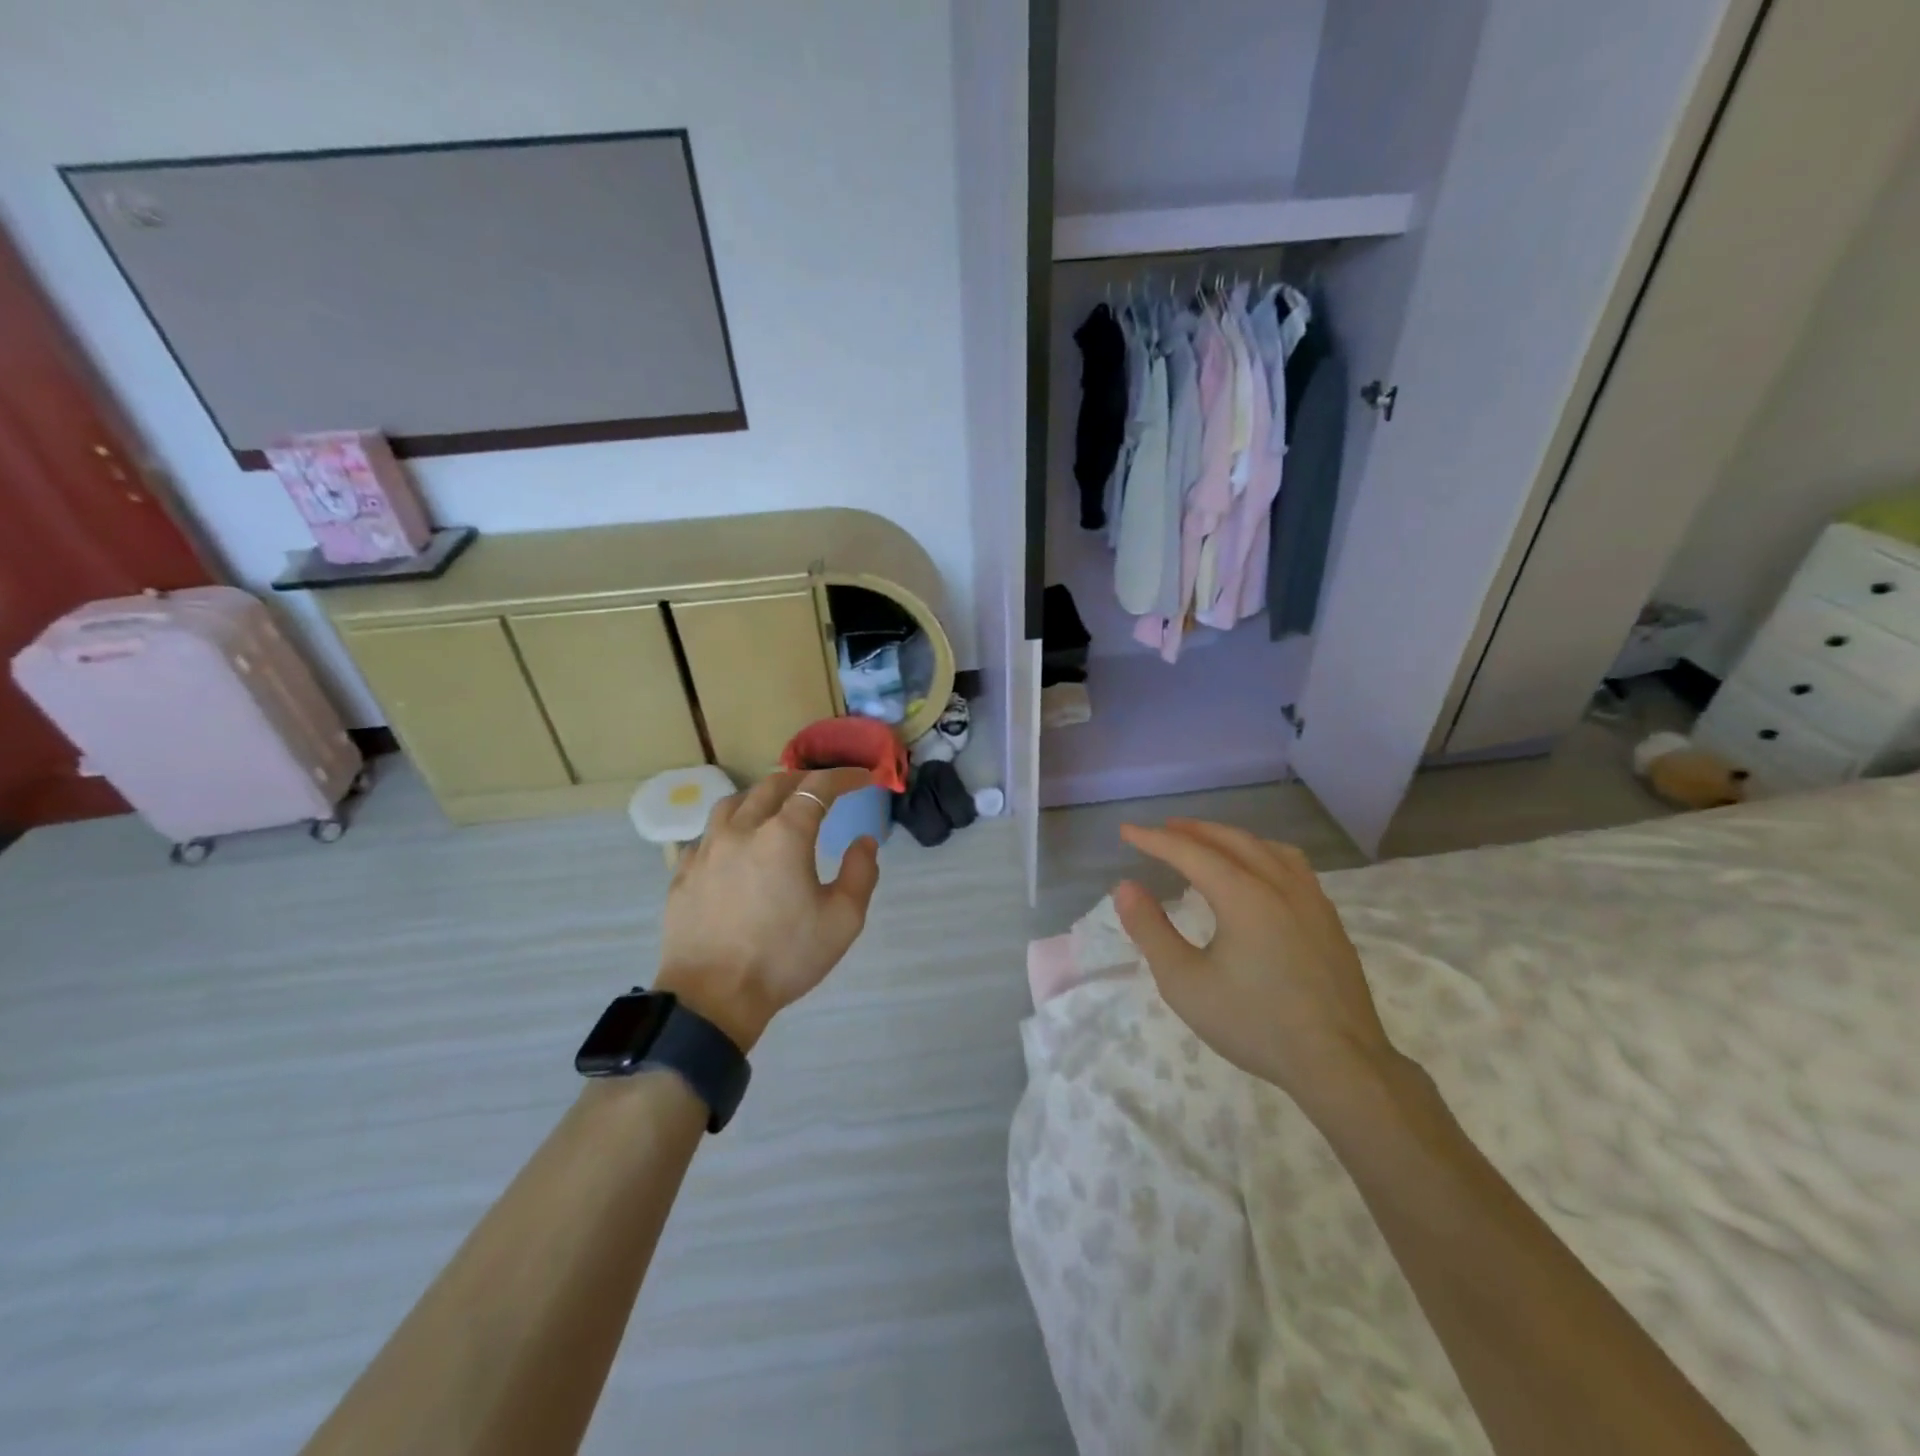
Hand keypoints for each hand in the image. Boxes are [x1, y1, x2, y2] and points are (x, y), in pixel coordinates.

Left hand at [655, 768, 880, 1051]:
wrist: (711, 998)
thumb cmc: (784, 957)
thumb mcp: (843, 920)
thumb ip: (860, 873)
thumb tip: (863, 841)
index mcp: (784, 836)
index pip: (816, 788)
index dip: (843, 777)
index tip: (862, 778)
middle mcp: (742, 829)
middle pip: (773, 785)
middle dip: (803, 779)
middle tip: (823, 788)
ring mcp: (707, 849)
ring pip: (734, 802)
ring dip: (762, 796)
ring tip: (776, 807)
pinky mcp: (684, 872)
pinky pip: (709, 833)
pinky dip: (731, 826)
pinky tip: (736, 845)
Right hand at [1115, 819, 1399, 1118]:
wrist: (1339, 1063)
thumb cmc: (1253, 1023)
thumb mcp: (1184, 983)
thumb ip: (1151, 930)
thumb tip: (1125, 887)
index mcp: (1243, 895)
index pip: (1190, 852)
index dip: (1154, 840)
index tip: (1126, 831)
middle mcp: (1279, 884)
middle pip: (1231, 840)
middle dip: (1192, 831)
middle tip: (1163, 830)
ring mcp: (1311, 900)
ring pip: (1266, 848)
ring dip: (1229, 838)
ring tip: (1208, 842)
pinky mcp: (1329, 919)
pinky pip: (1291, 865)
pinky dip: (1262, 853)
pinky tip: (1259, 873)